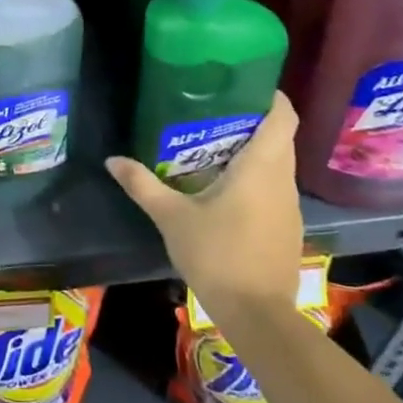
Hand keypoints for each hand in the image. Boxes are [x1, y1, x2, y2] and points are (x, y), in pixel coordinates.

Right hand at [105, 94, 304, 334]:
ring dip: (255, 151)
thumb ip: (142, 184)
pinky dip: (258, 178)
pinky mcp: (288, 228)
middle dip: (253, 120)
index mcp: (262, 167)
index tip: (244, 84)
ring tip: (215, 145)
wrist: (258, 317)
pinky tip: (227, 188)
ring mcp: (290, 207)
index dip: (269, 96)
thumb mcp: (172, 217)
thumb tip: (112, 160)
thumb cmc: (217, 255)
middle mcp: (283, 180)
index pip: (283, 116)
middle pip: (279, 137)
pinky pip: (276, 188)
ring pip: (278, 164)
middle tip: (214, 112)